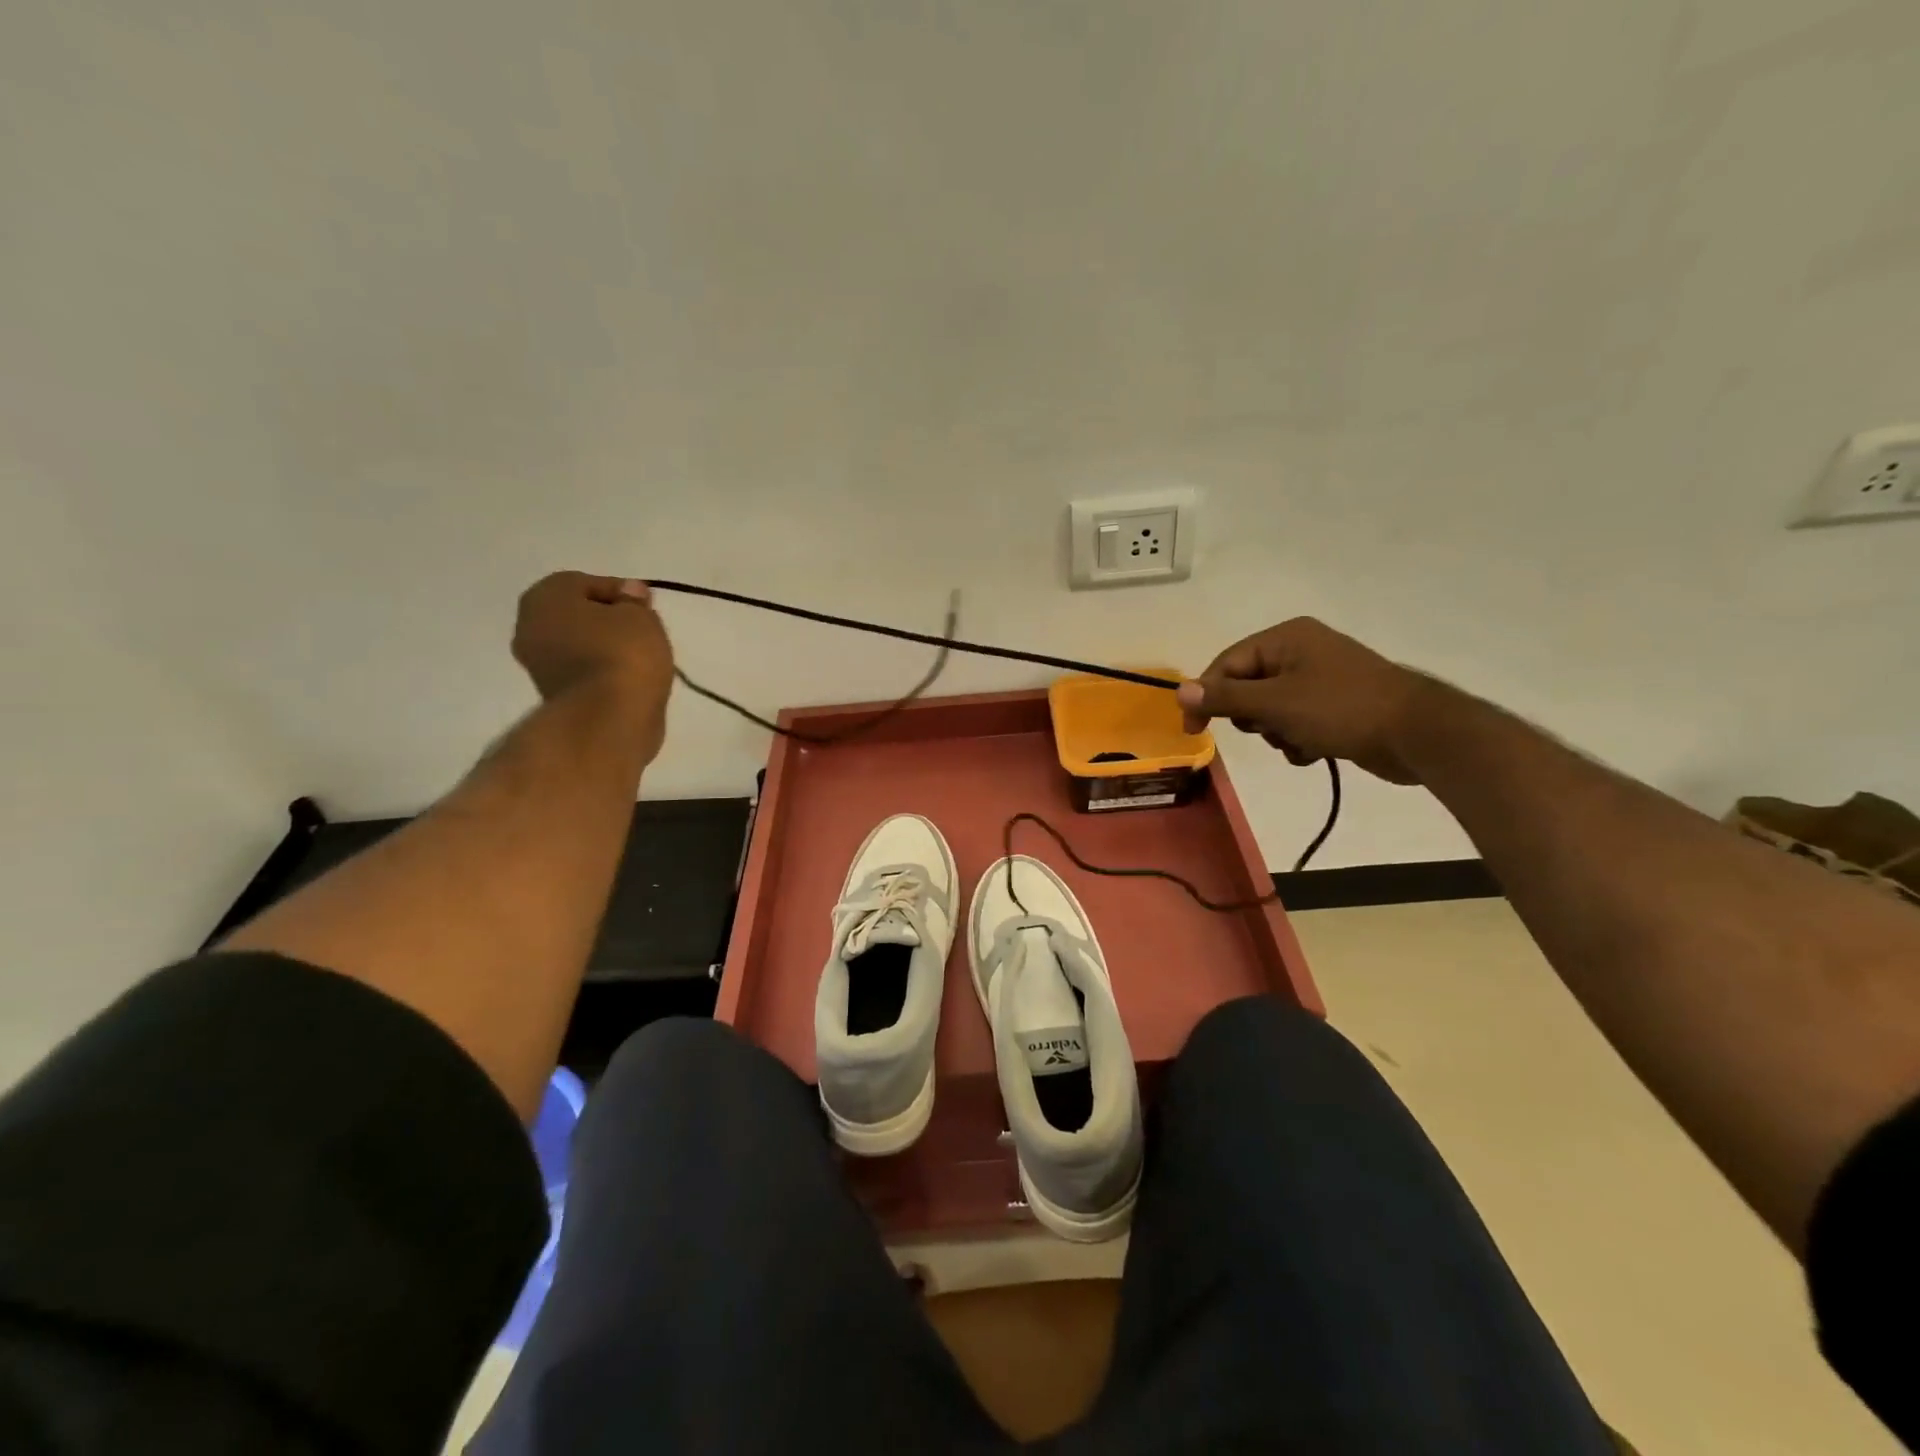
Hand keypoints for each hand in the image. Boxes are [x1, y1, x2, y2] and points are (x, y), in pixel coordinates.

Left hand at [513, 572, 674, 746]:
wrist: (609, 719)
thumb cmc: (623, 654)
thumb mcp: (640, 616)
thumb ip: (634, 601)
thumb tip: (628, 594)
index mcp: (544, 598)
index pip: (584, 583)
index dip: (620, 591)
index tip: (647, 605)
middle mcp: (530, 628)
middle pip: (577, 614)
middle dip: (608, 619)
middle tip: (643, 628)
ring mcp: (539, 666)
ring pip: (579, 644)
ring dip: (605, 647)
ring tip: (641, 656)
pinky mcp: (555, 696)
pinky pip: (583, 671)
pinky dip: (603, 671)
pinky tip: (629, 677)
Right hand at [1175, 618, 1430, 783]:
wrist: (1418, 734)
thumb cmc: (1341, 709)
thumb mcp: (1275, 704)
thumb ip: (1225, 697)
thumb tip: (1179, 691)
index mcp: (1286, 638)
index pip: (1227, 663)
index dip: (1207, 696)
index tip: (1194, 731)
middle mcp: (1302, 651)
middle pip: (1248, 686)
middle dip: (1252, 717)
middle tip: (1268, 729)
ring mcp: (1321, 678)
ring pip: (1271, 710)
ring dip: (1276, 733)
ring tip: (1298, 743)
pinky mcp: (1336, 705)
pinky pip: (1296, 722)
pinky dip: (1297, 739)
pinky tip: (1314, 751)